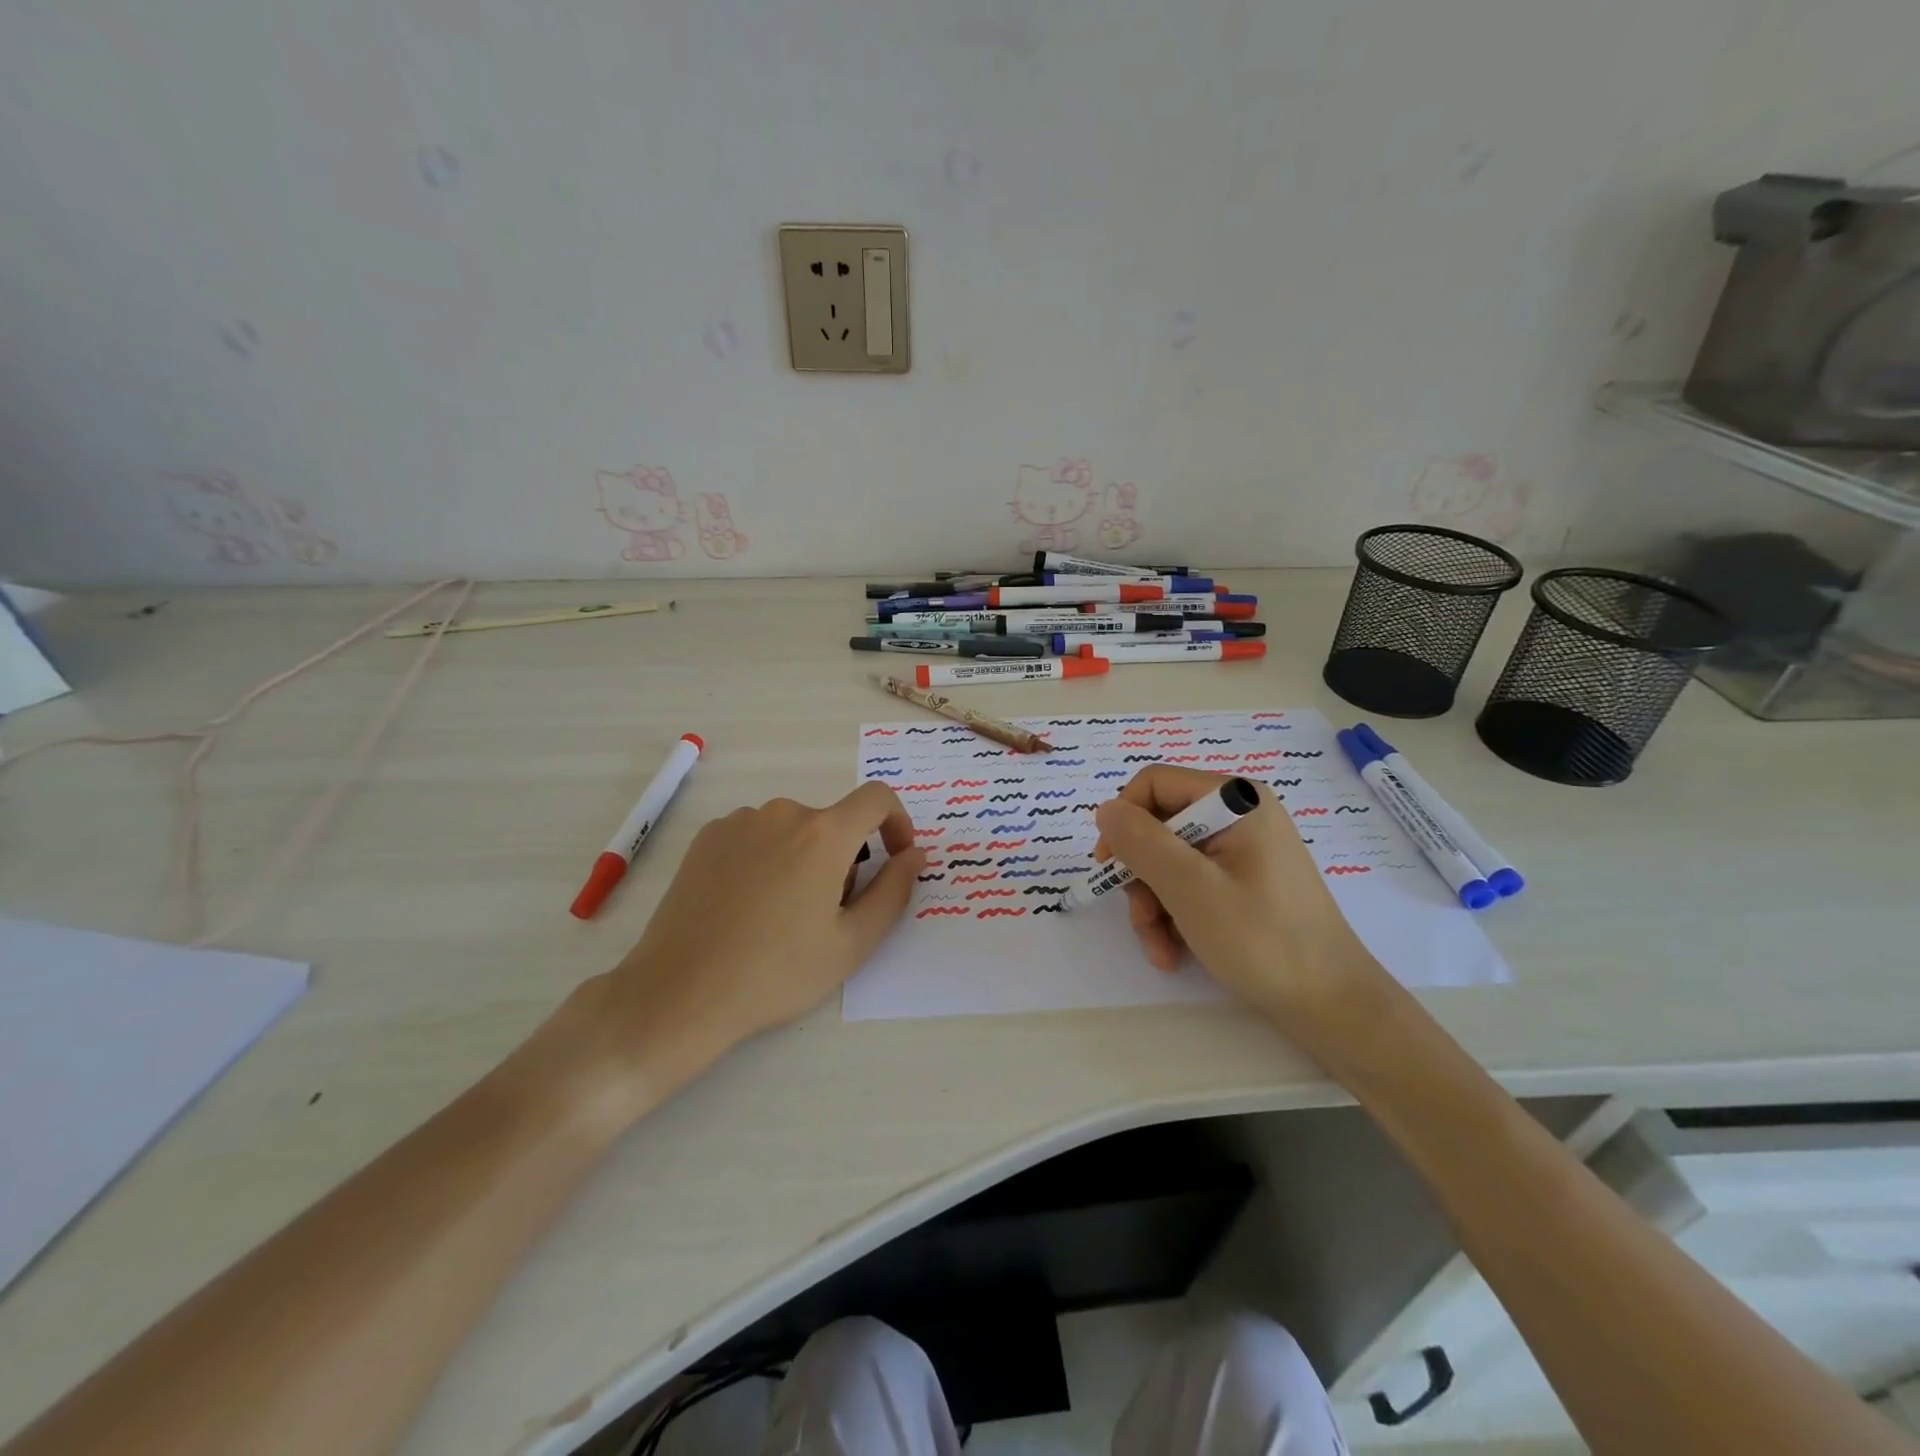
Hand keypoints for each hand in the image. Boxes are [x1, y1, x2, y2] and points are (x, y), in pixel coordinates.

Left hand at [551, 783, 923, 1118]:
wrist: (680, 993)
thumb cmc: (776, 973)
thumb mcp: (852, 943)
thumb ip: (895, 891)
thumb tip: (915, 854)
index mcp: (823, 834)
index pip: (877, 798)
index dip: (897, 822)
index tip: (895, 858)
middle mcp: (782, 813)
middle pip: (833, 823)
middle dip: (845, 858)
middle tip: (828, 915)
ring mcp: (739, 822)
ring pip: (793, 831)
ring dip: (805, 859)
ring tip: (783, 916)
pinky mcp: (707, 837)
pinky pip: (756, 836)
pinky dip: (768, 859)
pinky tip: (747, 906)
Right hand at [1093, 766, 1387, 1026]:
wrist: (1333, 1005)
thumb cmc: (1263, 940)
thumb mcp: (1191, 888)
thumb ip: (1142, 842)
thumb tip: (1105, 810)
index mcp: (1235, 800)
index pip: (1154, 784)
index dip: (1124, 820)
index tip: (1109, 866)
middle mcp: (1239, 815)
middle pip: (1159, 826)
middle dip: (1140, 875)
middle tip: (1140, 917)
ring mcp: (1243, 850)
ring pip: (1169, 860)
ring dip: (1153, 904)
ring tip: (1160, 948)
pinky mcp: (1244, 882)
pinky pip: (1191, 883)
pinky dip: (1174, 915)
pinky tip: (1173, 952)